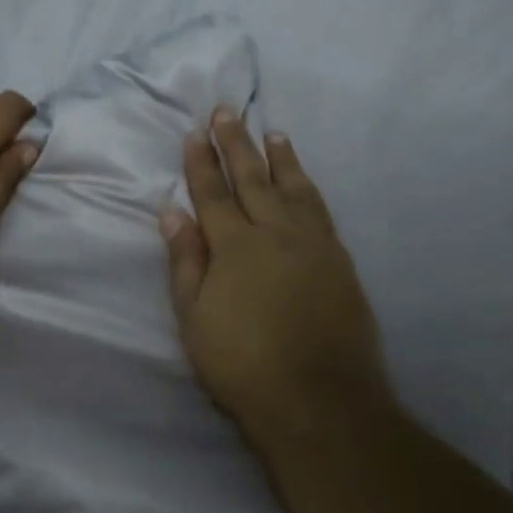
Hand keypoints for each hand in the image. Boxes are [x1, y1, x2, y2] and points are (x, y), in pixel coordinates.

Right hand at [161, 109, 395, 450]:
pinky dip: (309, 188)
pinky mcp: (339, 261)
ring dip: (280, 158)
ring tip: (273, 132)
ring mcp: (313, 244)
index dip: (201, 162)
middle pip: (253, 178)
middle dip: (237, 143)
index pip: (213, 193)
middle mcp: (276, 232)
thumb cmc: (243, 364)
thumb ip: (186, 260)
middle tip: (228, 111)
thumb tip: (172, 212)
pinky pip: (321, 210)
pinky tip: (305, 183)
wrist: (319, 400)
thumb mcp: (195, 317)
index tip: (195, 133)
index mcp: (235, 245)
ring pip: (294, 188)